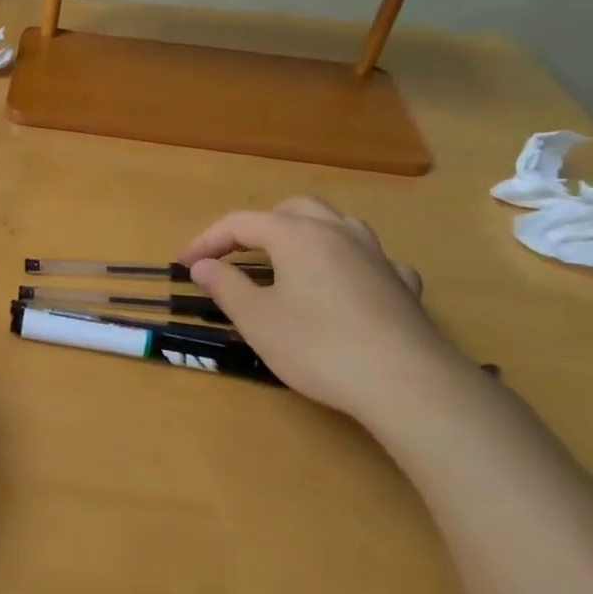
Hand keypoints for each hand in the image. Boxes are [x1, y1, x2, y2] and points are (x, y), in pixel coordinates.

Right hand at [179, 198, 472, 423]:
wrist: (407, 382)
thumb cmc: (318, 347)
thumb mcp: (257, 319)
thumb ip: (226, 285)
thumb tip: (202, 265)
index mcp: (297, 235)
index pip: (241, 222)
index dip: (208, 240)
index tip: (185, 264)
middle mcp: (338, 232)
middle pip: (292, 210)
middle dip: (258, 226)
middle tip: (235, 254)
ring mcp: (376, 255)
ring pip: (335, 224)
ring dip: (303, 234)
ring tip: (287, 261)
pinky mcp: (402, 284)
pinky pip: (369, 257)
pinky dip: (345, 261)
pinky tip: (345, 283)